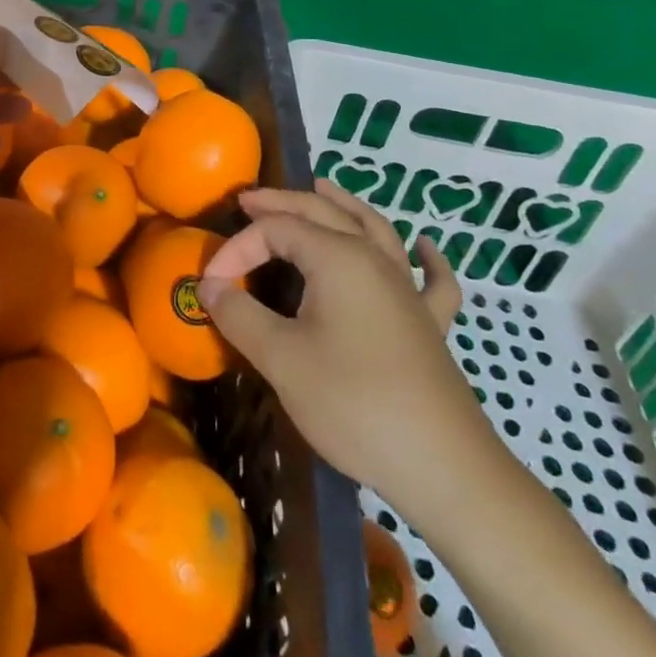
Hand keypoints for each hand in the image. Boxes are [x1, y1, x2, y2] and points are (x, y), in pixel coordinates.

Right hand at [199, 181, 507, 529]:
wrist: (444, 469)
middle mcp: (374, 259)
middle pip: (323, 212)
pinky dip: (427, 258)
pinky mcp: (429, 324)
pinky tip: (425, 247)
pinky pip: (431, 279)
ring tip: (323, 187)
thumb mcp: (281, 359)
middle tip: (247, 201)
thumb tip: (212, 287)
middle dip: (281, 202)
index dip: (237, 248)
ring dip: (344, 205)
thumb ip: (240, 315)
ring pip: (375, 228)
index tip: (211, 284)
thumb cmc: (354, 405)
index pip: (275, 230)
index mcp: (337, 257)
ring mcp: (407, 290)